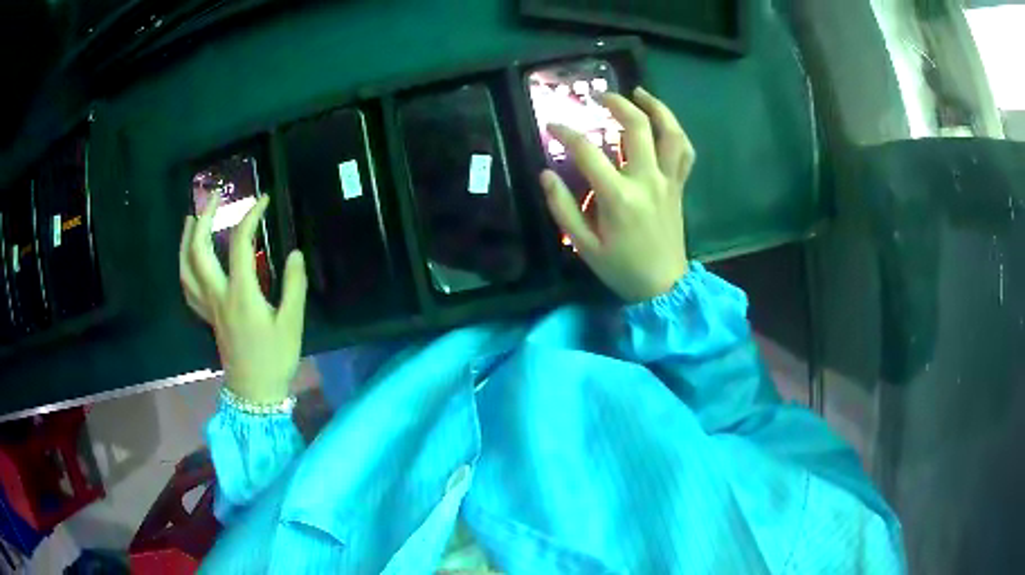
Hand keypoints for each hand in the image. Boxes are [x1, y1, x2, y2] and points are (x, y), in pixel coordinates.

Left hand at [179, 194, 307, 402]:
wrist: (254, 393)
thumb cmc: (275, 359)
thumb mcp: (292, 323)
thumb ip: (294, 285)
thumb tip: (294, 253)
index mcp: (241, 294)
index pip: (239, 244)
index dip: (250, 216)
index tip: (263, 200)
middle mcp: (218, 295)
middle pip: (199, 250)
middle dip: (204, 218)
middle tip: (214, 197)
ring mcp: (208, 307)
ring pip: (186, 268)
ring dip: (186, 239)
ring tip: (191, 219)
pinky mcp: (207, 317)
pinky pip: (188, 287)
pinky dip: (185, 267)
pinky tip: (189, 258)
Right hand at [542, 87, 694, 302]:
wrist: (664, 287)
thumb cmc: (621, 268)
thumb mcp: (584, 246)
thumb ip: (562, 208)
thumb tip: (546, 174)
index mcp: (619, 197)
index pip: (588, 152)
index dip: (566, 133)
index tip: (552, 125)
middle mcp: (647, 181)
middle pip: (636, 127)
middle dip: (616, 104)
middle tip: (598, 96)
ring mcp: (668, 181)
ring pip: (669, 133)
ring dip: (655, 107)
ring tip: (638, 93)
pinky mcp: (679, 186)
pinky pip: (684, 152)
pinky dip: (676, 131)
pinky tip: (663, 122)